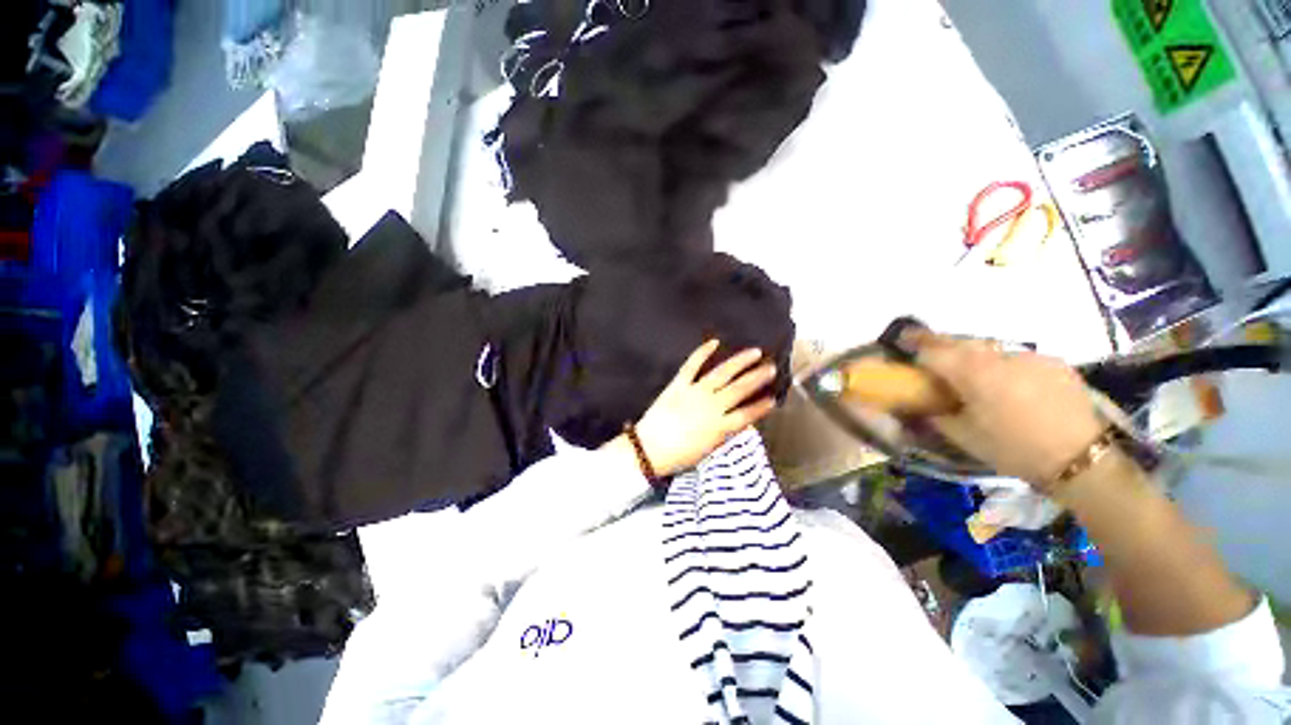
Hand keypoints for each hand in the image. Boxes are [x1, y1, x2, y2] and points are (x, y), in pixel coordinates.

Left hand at [631, 341, 777, 476]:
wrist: (649, 449)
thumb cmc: (679, 455)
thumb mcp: (708, 450)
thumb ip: (724, 433)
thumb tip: (739, 421)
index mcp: (720, 427)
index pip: (747, 414)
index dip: (761, 406)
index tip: (773, 398)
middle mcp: (712, 406)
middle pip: (740, 389)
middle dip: (757, 377)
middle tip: (771, 367)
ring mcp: (695, 392)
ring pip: (722, 373)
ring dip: (740, 362)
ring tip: (755, 352)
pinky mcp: (679, 384)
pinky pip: (692, 365)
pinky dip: (703, 352)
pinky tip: (715, 342)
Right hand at [912, 333, 1105, 490]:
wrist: (1082, 459)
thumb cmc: (1013, 449)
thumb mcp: (963, 436)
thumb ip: (935, 413)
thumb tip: (917, 402)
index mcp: (974, 373)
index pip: (932, 351)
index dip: (913, 349)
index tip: (901, 346)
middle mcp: (999, 356)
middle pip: (959, 341)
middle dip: (938, 344)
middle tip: (925, 350)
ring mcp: (1029, 356)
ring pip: (988, 347)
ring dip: (971, 354)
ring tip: (969, 372)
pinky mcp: (1052, 362)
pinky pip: (1015, 357)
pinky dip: (1002, 364)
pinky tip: (1008, 384)